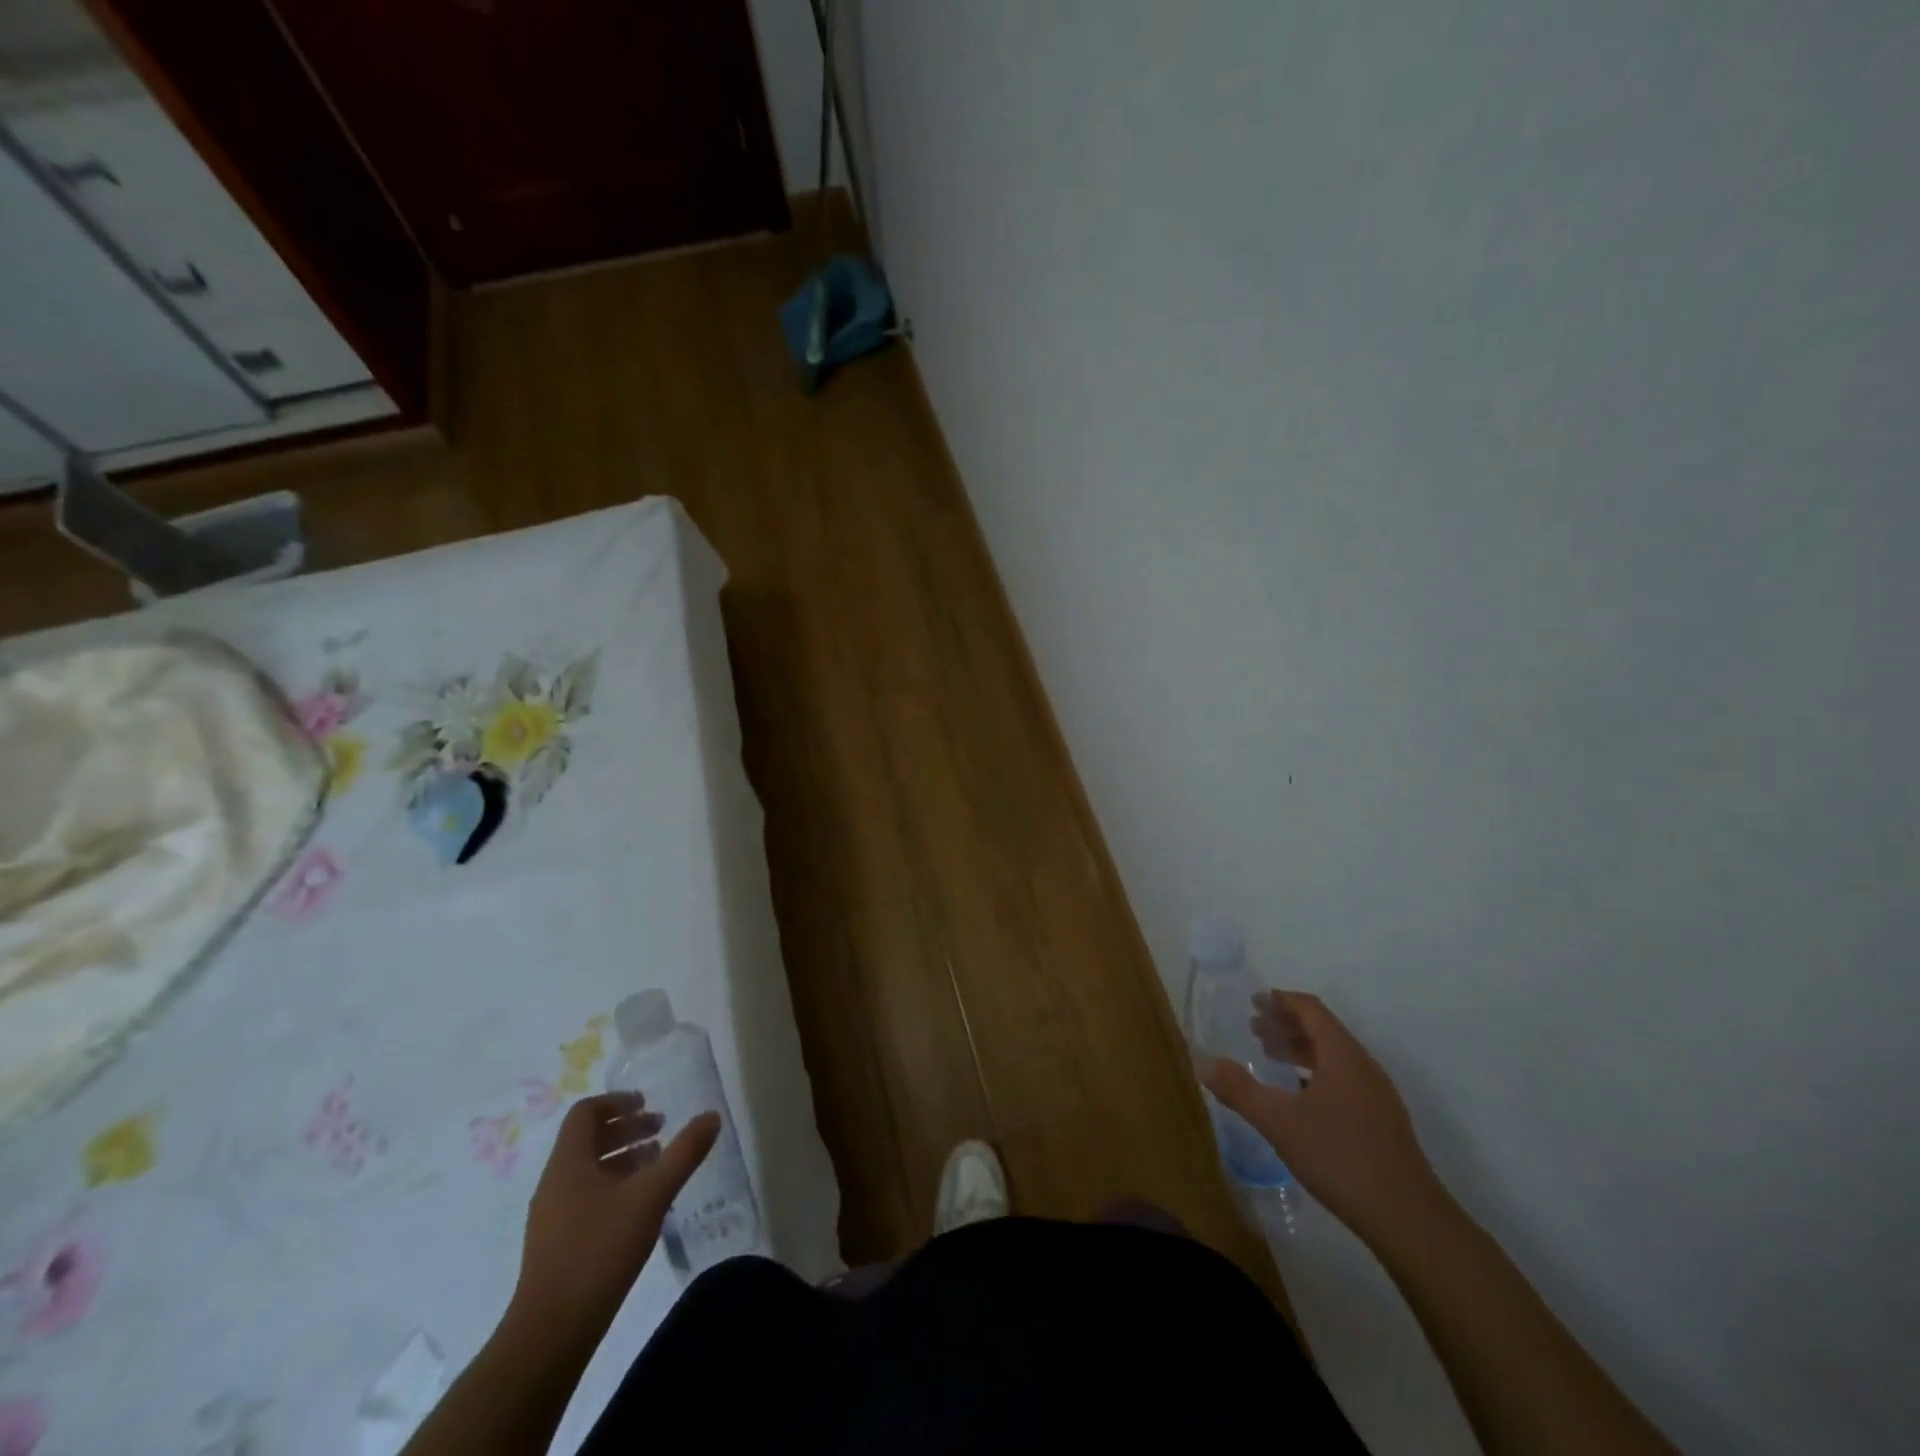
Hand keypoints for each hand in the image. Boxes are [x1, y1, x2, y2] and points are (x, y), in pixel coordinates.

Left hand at [507, 1093, 719, 1347]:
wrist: (551, 1333)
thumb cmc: (599, 1251)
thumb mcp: (652, 1196)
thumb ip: (684, 1153)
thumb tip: (712, 1116)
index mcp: (568, 1163)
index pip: (586, 1112)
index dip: (617, 1102)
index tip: (648, 1104)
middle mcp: (554, 1182)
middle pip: (588, 1139)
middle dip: (626, 1129)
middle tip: (661, 1130)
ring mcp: (551, 1215)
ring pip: (587, 1169)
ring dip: (622, 1158)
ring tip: (656, 1164)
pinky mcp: (555, 1243)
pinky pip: (585, 1196)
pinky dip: (613, 1186)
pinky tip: (639, 1206)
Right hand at [1199, 991, 1438, 1243]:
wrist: (1408, 1219)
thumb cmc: (1339, 1157)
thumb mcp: (1279, 1122)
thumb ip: (1239, 1089)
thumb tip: (1202, 1061)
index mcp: (1342, 1055)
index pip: (1311, 1010)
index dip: (1282, 1000)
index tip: (1255, 1000)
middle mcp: (1362, 1067)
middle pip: (1323, 1030)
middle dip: (1287, 1024)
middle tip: (1254, 1027)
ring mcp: (1376, 1096)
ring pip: (1334, 1057)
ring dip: (1300, 1049)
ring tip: (1270, 1056)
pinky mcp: (1381, 1122)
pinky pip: (1343, 1079)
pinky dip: (1315, 1073)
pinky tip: (1298, 1096)